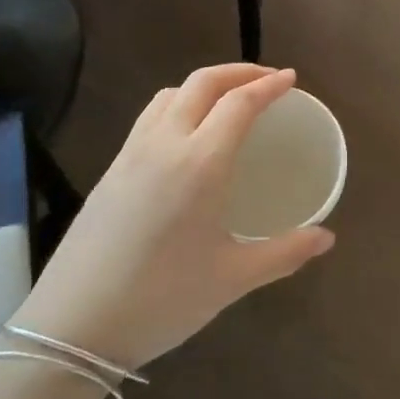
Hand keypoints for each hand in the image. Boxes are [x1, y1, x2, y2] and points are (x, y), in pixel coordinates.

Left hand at [13, 65, 333, 369]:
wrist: (72, 327)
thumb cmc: (162, 299)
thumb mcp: (232, 279)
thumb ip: (285, 252)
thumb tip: (326, 238)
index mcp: (200, 162)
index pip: (240, 102)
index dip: (269, 85)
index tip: (291, 79)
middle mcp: (165, 143)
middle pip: (203, 82)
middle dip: (239, 72)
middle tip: (267, 80)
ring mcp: (132, 153)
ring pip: (171, 94)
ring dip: (205, 84)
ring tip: (228, 101)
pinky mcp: (111, 169)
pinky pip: (150, 116)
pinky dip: (178, 104)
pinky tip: (187, 135)